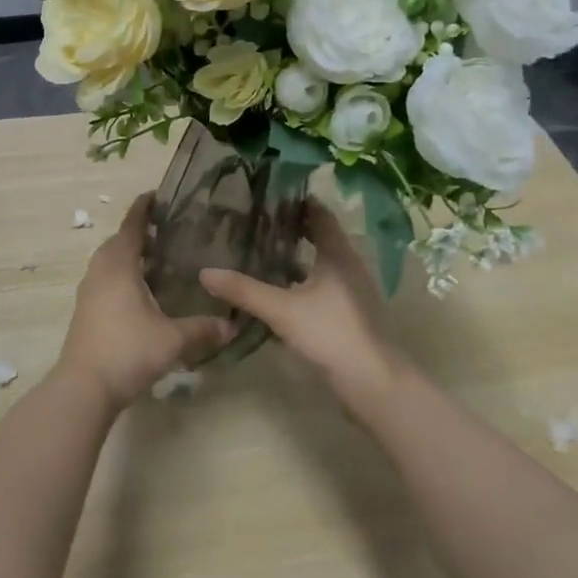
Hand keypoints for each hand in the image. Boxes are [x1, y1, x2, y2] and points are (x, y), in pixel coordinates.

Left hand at [59, 194, 234, 407]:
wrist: (84, 387)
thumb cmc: (128, 351)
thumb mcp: (172, 340)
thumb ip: (203, 329)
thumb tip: (232, 324)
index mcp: (119, 266)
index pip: (131, 226)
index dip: (143, 208)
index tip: (157, 195)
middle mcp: (100, 271)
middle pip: (118, 241)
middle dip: (138, 232)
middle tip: (167, 231)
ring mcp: (88, 291)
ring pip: (108, 261)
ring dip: (128, 254)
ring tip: (157, 259)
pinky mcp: (85, 310)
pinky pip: (104, 279)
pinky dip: (121, 274)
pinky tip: (141, 291)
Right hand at [199, 199, 399, 413]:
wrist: (373, 382)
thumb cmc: (331, 333)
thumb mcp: (282, 309)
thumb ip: (244, 290)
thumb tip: (205, 273)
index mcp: (338, 254)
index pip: (319, 214)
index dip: (296, 202)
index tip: (268, 195)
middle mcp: (348, 266)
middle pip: (319, 236)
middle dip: (290, 228)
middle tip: (255, 222)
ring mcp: (350, 292)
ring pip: (319, 263)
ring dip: (294, 256)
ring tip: (259, 252)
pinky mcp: (347, 314)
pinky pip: (320, 286)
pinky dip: (299, 281)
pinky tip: (276, 291)